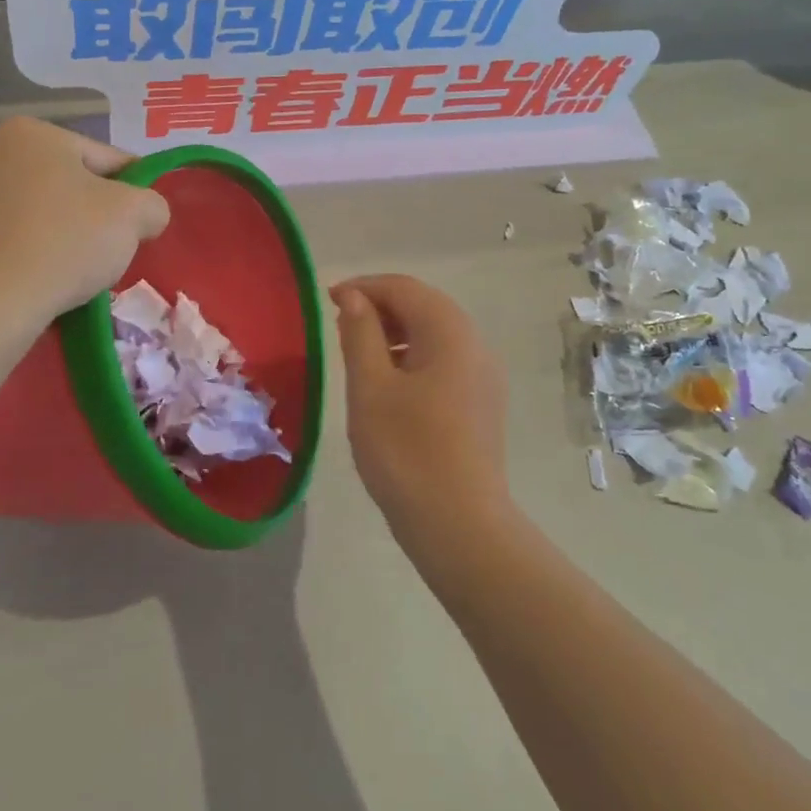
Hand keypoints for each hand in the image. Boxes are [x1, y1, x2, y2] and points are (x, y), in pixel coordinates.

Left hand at [0, 118, 169, 320]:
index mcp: (33, 132)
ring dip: (62, 235)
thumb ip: (152, 204)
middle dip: (94, 215)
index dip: (134, 194)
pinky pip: (9, 237)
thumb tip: (146, 214)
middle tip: (111, 253)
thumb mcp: (133, 215)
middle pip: (69, 184)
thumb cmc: (63, 243)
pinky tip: (42, 280)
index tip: (143, 227)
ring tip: (76, 273)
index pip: (107, 160)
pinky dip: (30, 253)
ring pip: (39, 212)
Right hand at [330, 275, 512, 554]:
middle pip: (425, 306)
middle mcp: (475, 344)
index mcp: (450, 332)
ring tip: (359, 352)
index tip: (327, 300)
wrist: (459, 524)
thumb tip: (353, 297)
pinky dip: (413, 356)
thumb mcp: (371, 387)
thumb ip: (360, 334)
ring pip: (435, 334)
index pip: (404, 288)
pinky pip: (445, 360)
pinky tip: (389, 383)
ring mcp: (483, 375)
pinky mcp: (481, 402)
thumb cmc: (406, 451)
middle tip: (339, 324)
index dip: (364, 286)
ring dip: (396, 332)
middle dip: (381, 307)